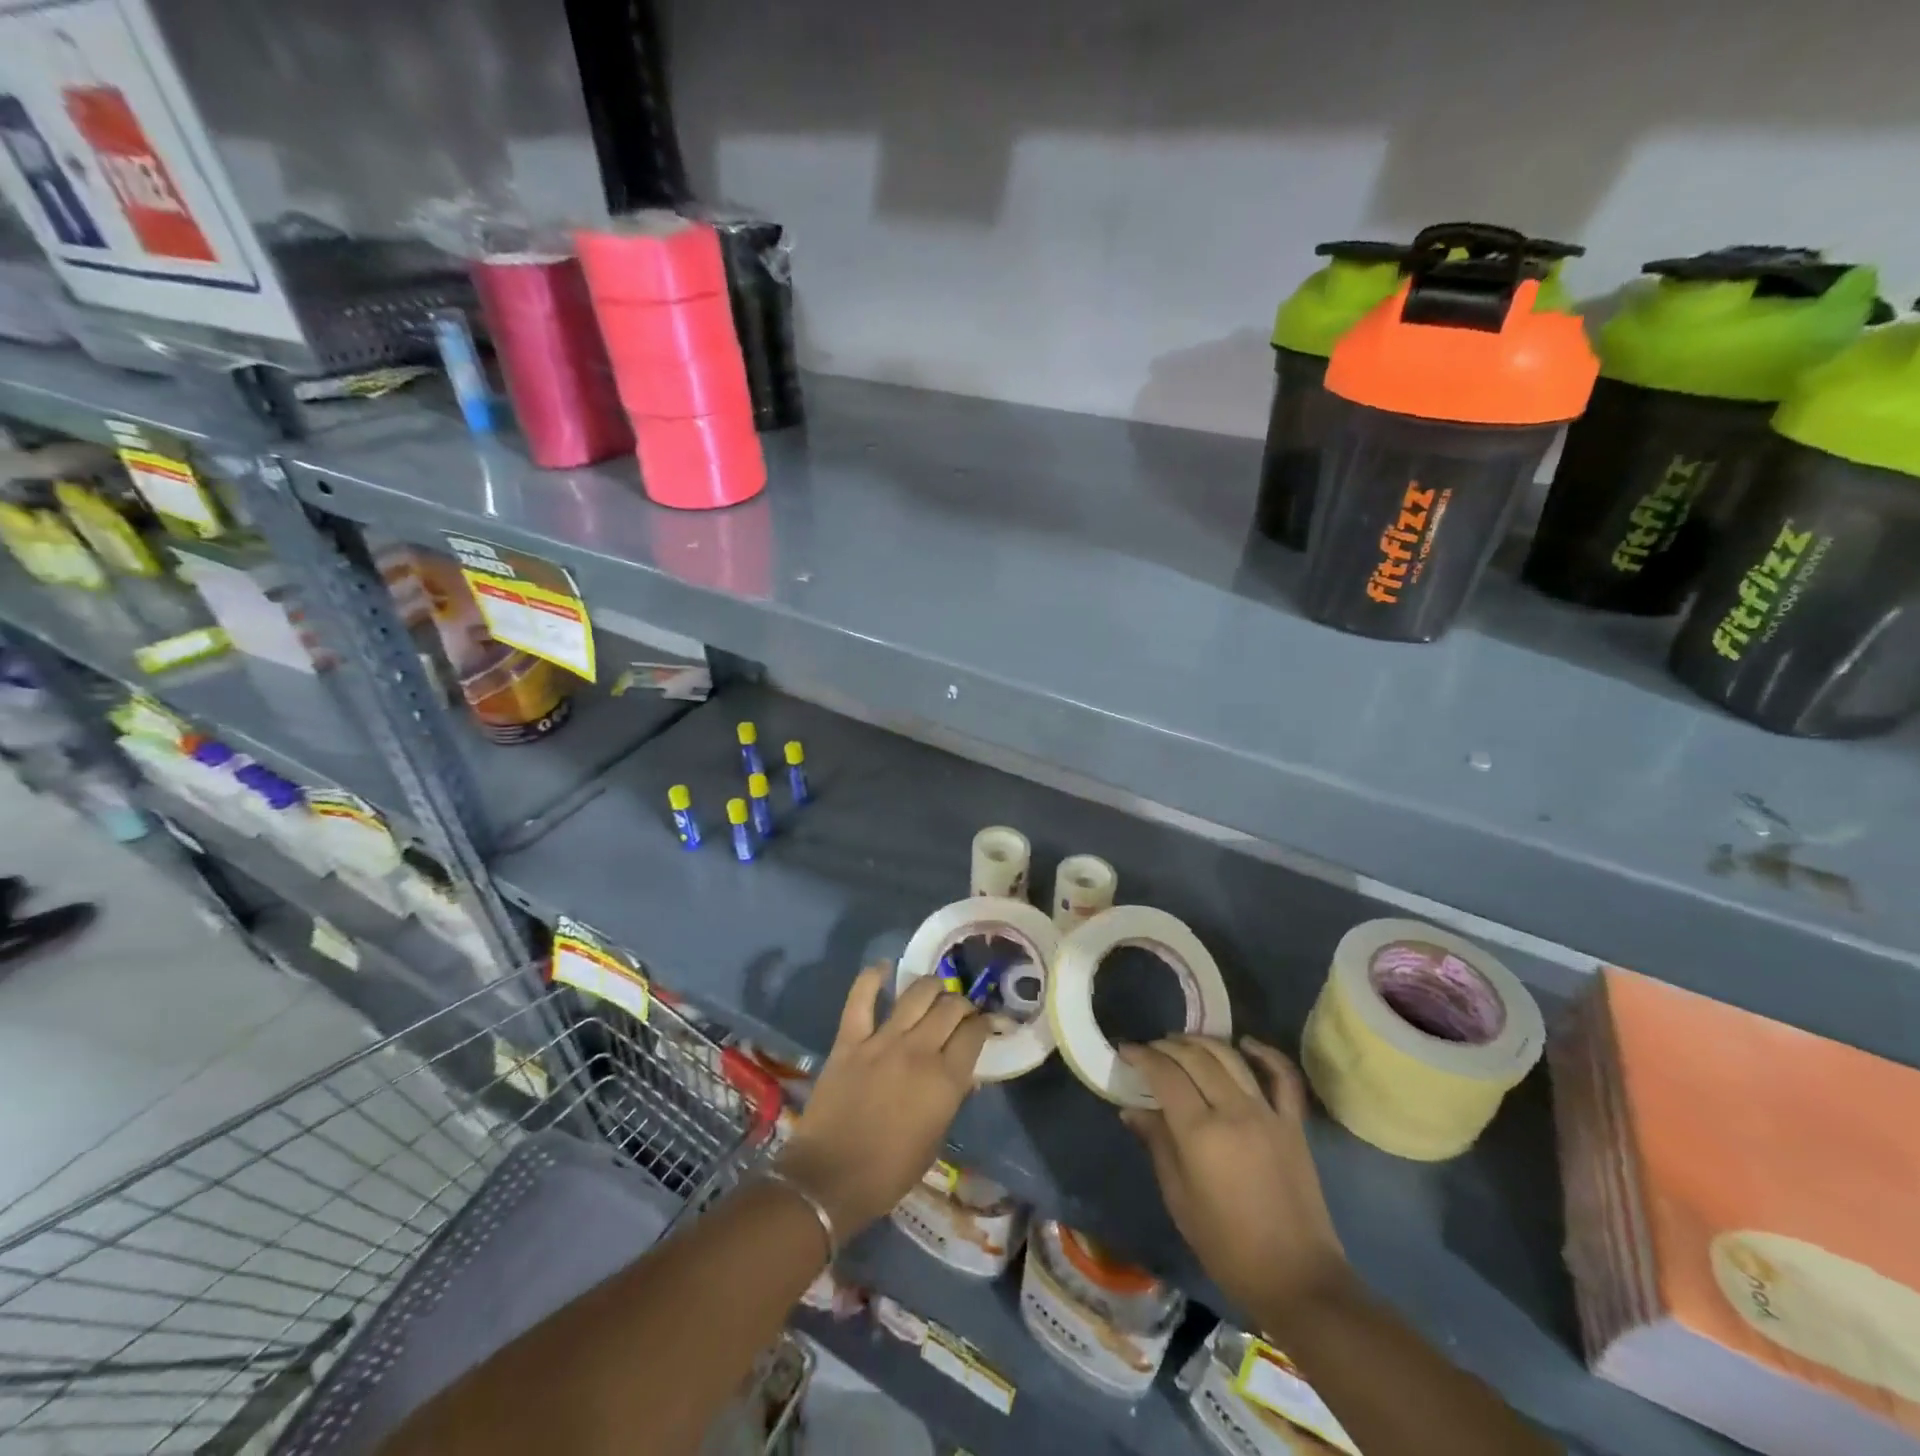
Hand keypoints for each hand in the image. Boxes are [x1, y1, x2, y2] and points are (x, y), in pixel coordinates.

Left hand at [777, 965, 989, 1234]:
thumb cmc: (889, 1172)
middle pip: (950, 1007)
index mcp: (945, 1081)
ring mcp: (882, 1041)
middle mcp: (919, 1051)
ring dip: (931, 987)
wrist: (829, 1179)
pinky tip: (884, 968)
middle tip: (960, 1011)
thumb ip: (951, 1099)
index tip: (984, 1024)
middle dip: (961, 1003)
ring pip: (916, 994)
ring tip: (934, 990)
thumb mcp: (935, 1140)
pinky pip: (860, 998)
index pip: (974, 1033)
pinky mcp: (849, 1040)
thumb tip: (964, 1073)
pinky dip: (872, 977)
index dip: (984, 1023)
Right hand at [1119, 1035, 1350, 1320]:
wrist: (1297, 1279)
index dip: (1142, 1056)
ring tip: (1183, 1043)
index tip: (1126, 1050)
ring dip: (1203, 1043)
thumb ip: (1158, 1145)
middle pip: (1195, 1058)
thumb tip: (1133, 1110)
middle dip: (1168, 1047)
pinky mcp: (1293, 1124)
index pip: (1165, 1075)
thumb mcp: (1179, 1200)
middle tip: (1151, 1049)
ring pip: (1231, 1058)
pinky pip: (1283, 1077)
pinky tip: (1246, 1043)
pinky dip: (1265, 1053)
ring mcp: (1268, 1114)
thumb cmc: (1228, 1247)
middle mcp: (1233, 1111)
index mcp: (1200, 1133)